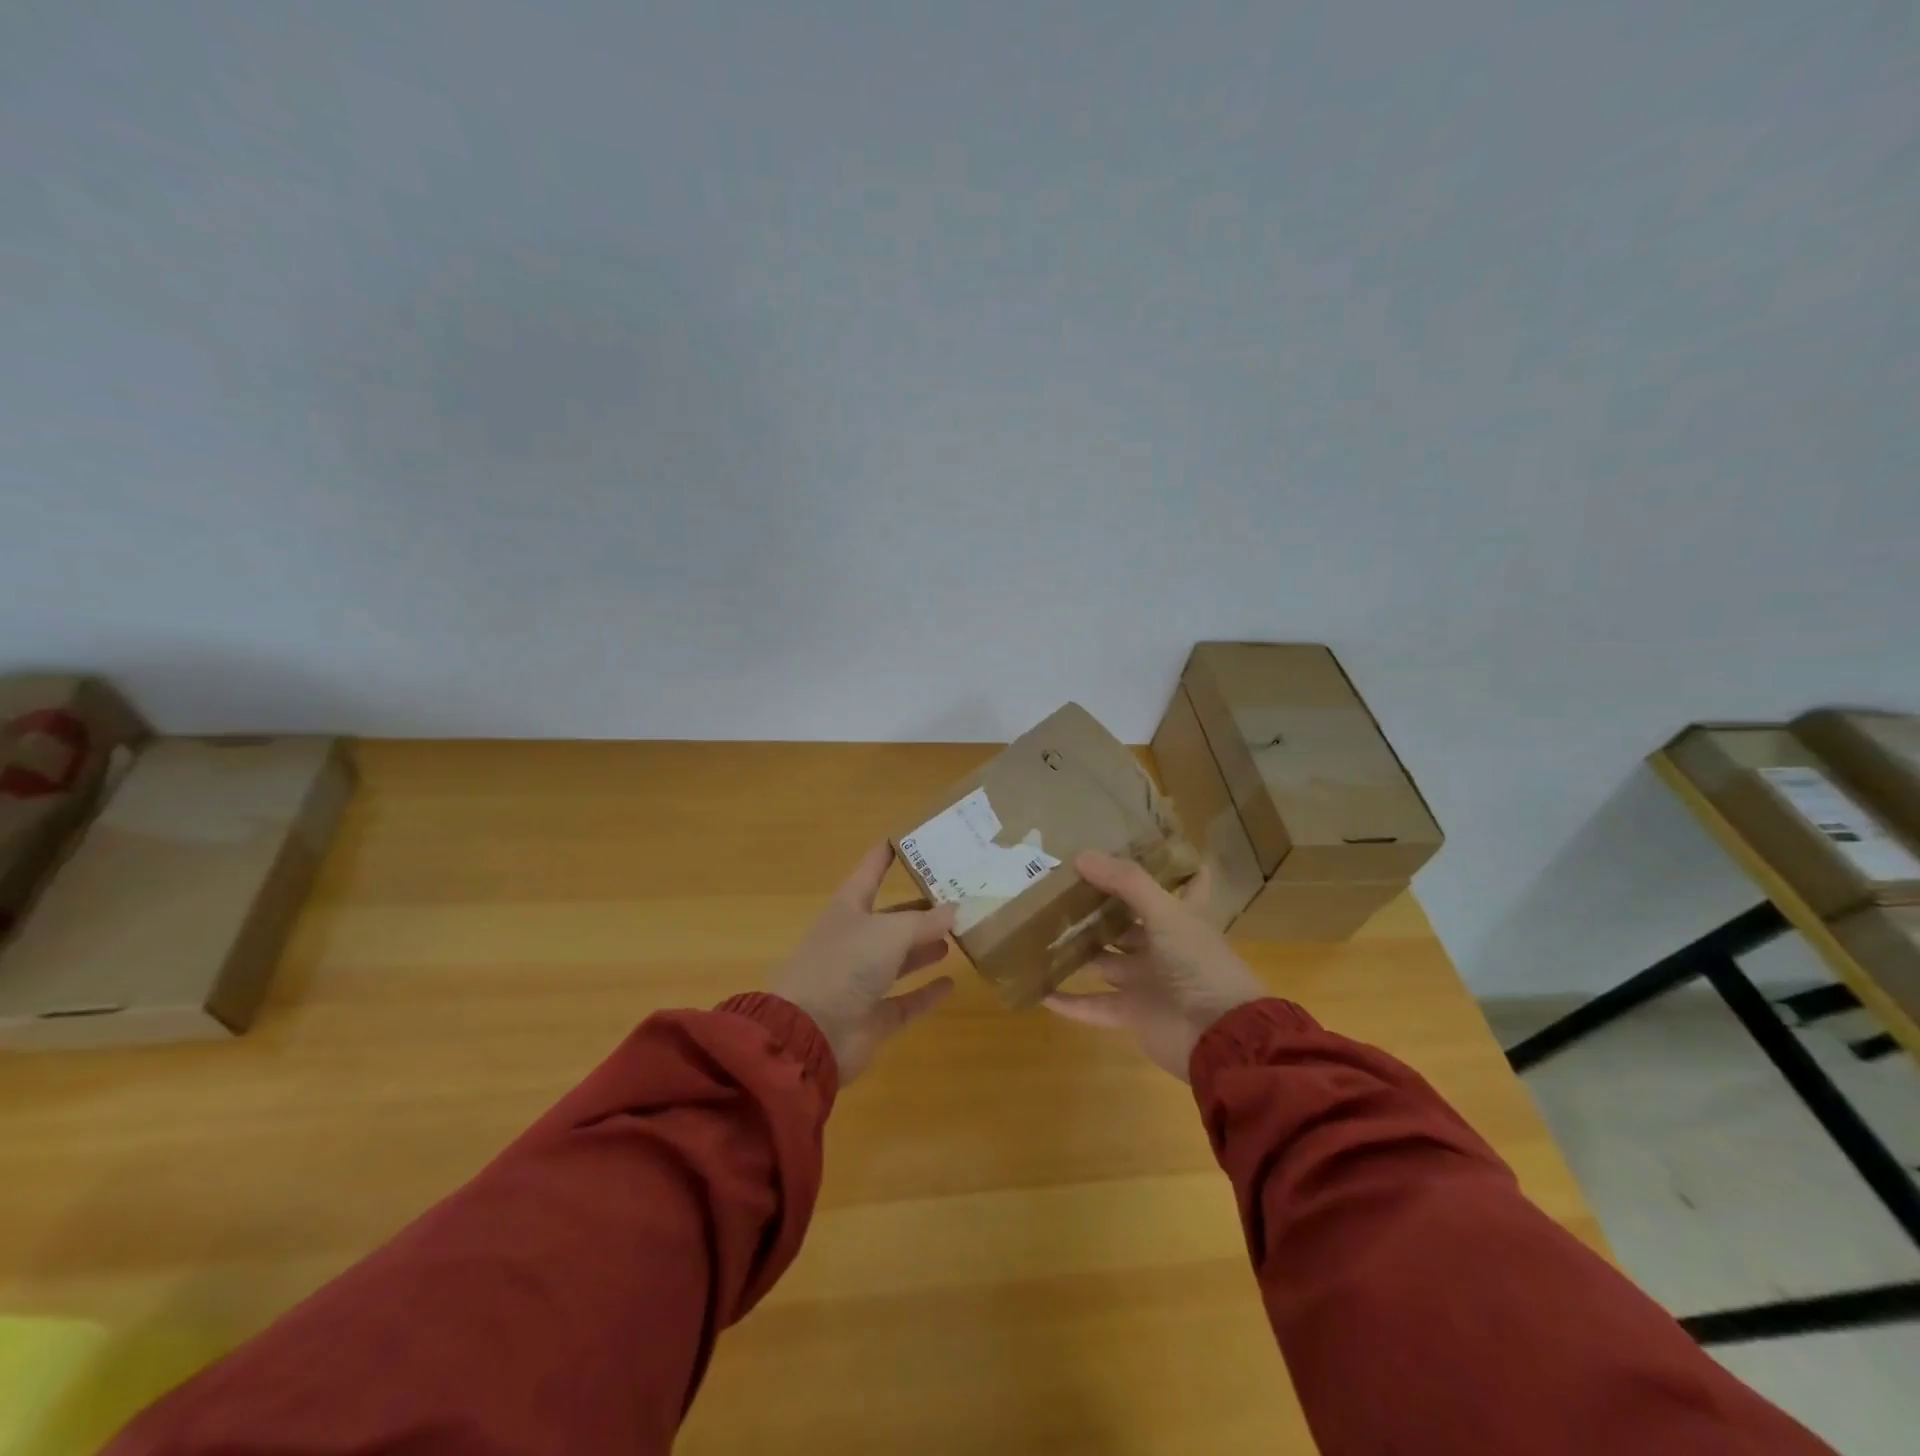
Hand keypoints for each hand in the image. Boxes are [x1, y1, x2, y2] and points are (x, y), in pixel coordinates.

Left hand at [769, 843, 957, 1083]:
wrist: (809, 1035)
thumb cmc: (845, 965)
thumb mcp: (890, 933)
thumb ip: (925, 922)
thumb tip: (956, 909)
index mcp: (849, 909)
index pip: (871, 871)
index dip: (887, 854)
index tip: (911, 837)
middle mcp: (855, 940)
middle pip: (891, 918)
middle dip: (920, 909)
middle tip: (958, 896)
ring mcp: (861, 981)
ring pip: (899, 958)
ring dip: (924, 947)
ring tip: (957, 934)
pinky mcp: (872, 1017)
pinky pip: (905, 1001)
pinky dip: (926, 993)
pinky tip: (951, 983)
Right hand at [1044, 851, 1264, 1080]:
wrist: (1218, 1037)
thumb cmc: (1200, 964)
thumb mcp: (1167, 913)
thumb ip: (1126, 882)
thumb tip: (1080, 856)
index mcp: (1185, 917)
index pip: (1188, 883)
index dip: (1173, 864)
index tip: (1143, 844)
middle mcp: (1166, 946)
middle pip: (1131, 921)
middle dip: (1102, 906)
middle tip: (1064, 884)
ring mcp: (1149, 980)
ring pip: (1107, 960)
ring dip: (1081, 949)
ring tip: (1043, 929)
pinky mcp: (1134, 1012)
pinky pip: (1095, 1005)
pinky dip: (1070, 1002)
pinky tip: (1042, 989)